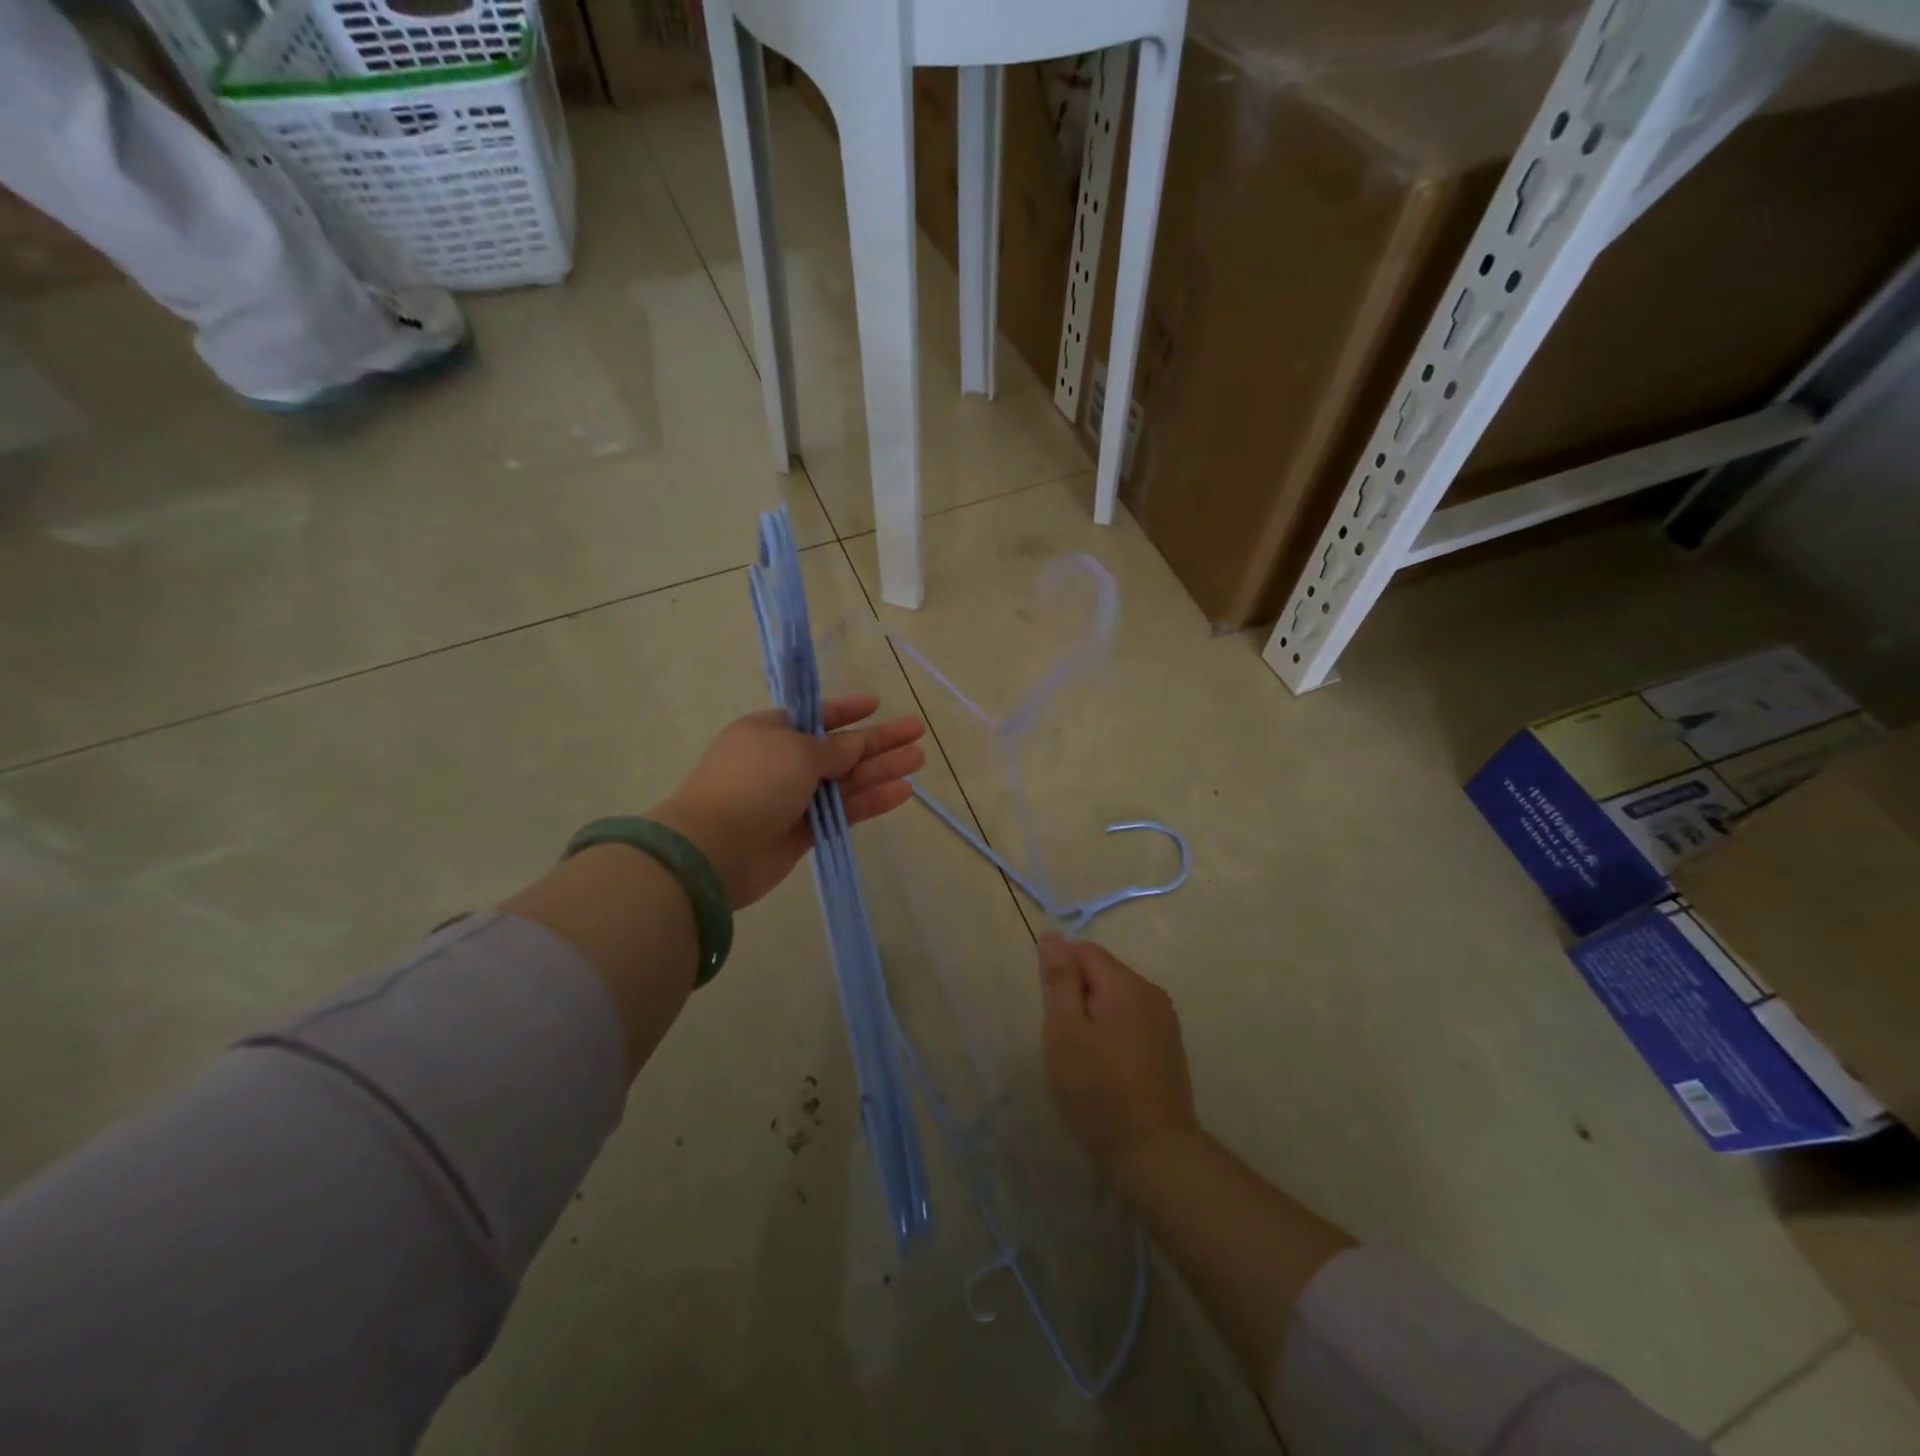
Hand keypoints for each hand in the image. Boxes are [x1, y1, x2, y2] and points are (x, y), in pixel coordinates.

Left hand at [650, 695, 925, 908]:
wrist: (714, 849)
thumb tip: (856, 745)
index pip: (816, 716)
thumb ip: (835, 750)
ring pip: (846, 781)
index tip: (877, 703)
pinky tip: (901, 791)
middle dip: (878, 740)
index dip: (848, 710)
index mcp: (770, 732)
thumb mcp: (797, 752)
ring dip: (881, 769)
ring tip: (919, 759)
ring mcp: (793, 799)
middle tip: (917, 732)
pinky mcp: (803, 832)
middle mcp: (782, 762)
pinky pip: (843, 811)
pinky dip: (870, 801)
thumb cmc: (753, 782)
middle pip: (839, 748)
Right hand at [1039, 934, 1198, 1184]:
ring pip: (1116, 1000)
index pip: (1084, 951)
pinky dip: (1113, 1036)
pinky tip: (1106, 1071)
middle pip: (1102, 974)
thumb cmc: (1098, 1089)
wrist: (1153, 1152)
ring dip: (1094, 1018)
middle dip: (1078, 998)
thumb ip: (1059, 978)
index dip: (1061, 976)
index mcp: (1127, 984)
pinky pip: (1131, 1023)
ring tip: (1084, 1060)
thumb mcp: (1065, 1030)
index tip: (1055, 1015)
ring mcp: (1165, 1022)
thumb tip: (1054, 934)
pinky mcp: (1169, 1048)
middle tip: (1066, 1042)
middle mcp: (1152, 993)